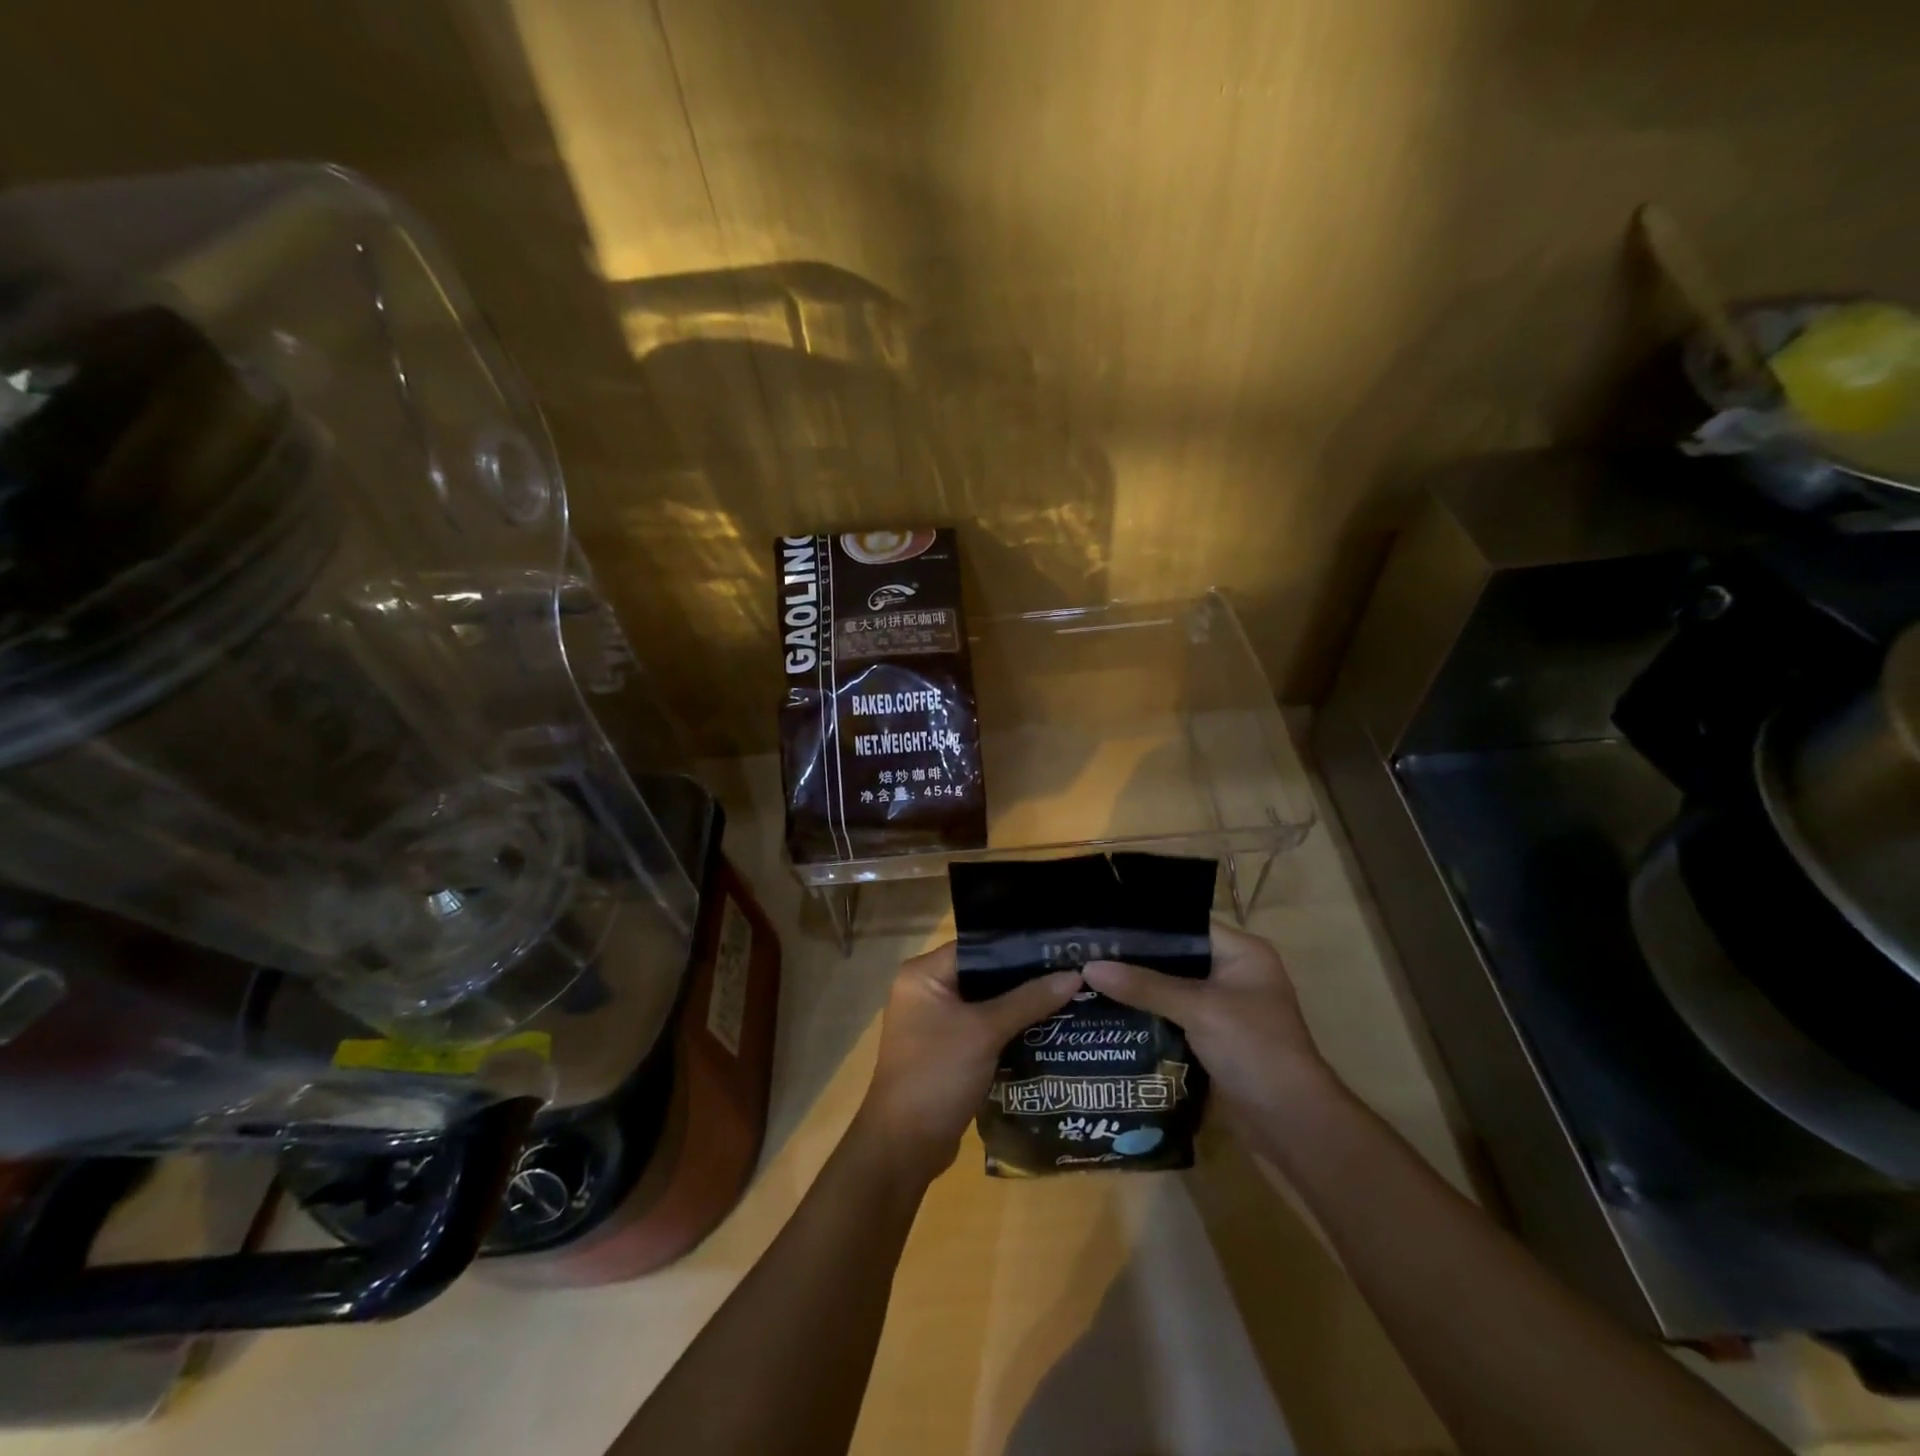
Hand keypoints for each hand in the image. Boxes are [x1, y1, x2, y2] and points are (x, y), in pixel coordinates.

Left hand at [854, 943, 1082, 1184]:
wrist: (904, 1146)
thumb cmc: (937, 1073)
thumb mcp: (985, 1032)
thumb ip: (1028, 1000)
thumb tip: (1074, 975)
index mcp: (924, 974)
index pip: (978, 946)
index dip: (1018, 947)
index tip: (1059, 948)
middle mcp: (926, 991)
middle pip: (984, 974)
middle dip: (1025, 978)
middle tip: (1071, 973)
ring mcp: (935, 1023)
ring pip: (986, 1004)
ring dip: (1021, 1006)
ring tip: (1069, 997)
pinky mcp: (947, 1051)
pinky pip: (983, 1029)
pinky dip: (1010, 1030)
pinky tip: (1048, 1029)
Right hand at [1083, 922, 1340, 1134]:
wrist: (1291, 1124)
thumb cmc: (1254, 1049)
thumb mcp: (1198, 1009)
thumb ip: (1144, 986)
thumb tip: (1089, 967)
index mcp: (1242, 953)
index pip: (1185, 925)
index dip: (1145, 924)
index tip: (1101, 925)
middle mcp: (1233, 974)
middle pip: (1175, 958)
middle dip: (1135, 959)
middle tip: (1087, 952)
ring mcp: (1224, 1008)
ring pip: (1170, 989)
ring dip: (1138, 989)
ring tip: (1088, 978)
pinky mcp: (1213, 1039)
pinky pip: (1172, 1017)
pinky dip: (1147, 1015)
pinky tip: (1109, 1012)